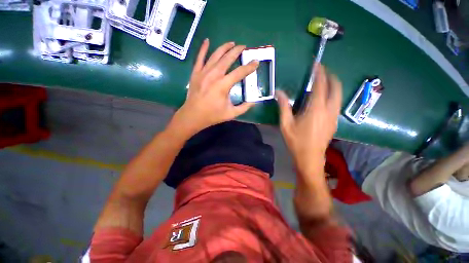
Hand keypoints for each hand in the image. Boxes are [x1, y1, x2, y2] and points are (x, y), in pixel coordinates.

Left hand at [172, 39, 258, 135]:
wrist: (193, 116)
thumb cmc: (212, 115)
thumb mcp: (231, 114)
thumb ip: (244, 107)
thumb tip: (253, 102)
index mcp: (223, 86)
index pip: (239, 72)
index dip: (249, 67)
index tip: (256, 62)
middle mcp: (214, 75)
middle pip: (227, 59)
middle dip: (237, 51)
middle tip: (243, 47)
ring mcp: (203, 72)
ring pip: (215, 55)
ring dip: (224, 47)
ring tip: (231, 43)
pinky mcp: (195, 73)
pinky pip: (200, 58)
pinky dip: (203, 48)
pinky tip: (207, 41)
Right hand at [277, 64, 341, 174]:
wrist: (310, 157)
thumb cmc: (296, 141)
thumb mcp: (286, 124)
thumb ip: (283, 106)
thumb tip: (279, 92)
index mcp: (316, 109)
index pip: (321, 85)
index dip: (319, 73)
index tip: (317, 64)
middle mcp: (329, 110)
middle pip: (336, 87)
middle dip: (331, 76)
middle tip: (322, 71)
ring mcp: (334, 116)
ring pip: (339, 95)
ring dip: (333, 85)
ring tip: (323, 82)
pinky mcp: (334, 122)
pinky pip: (336, 103)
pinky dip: (333, 95)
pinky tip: (324, 98)